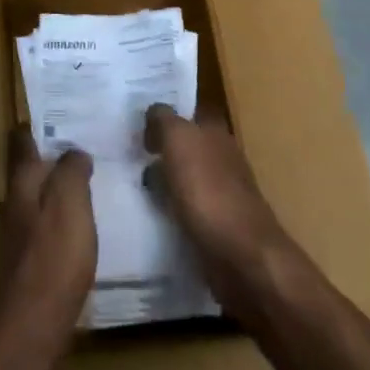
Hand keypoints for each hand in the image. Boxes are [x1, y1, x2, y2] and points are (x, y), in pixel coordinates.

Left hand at [0, 127, 94, 340]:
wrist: (33, 324)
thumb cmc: (54, 255)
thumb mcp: (70, 202)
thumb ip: (72, 170)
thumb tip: (74, 152)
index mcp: (22, 180)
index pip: (24, 140)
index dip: (40, 127)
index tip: (64, 117)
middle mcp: (13, 200)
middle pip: (30, 168)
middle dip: (53, 158)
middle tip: (85, 148)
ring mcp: (17, 231)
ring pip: (37, 196)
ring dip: (57, 188)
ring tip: (88, 184)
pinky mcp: (26, 260)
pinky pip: (43, 224)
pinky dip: (59, 217)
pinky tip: (80, 226)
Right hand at [144, 105, 290, 306]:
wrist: (242, 256)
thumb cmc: (208, 190)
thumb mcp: (178, 140)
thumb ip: (163, 119)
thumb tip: (153, 113)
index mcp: (216, 131)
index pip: (188, 113)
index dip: (164, 116)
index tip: (136, 124)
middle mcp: (223, 158)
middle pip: (186, 146)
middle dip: (162, 150)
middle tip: (127, 155)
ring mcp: (223, 194)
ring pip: (186, 179)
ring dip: (165, 182)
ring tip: (133, 187)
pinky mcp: (219, 228)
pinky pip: (188, 211)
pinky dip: (172, 211)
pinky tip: (154, 216)